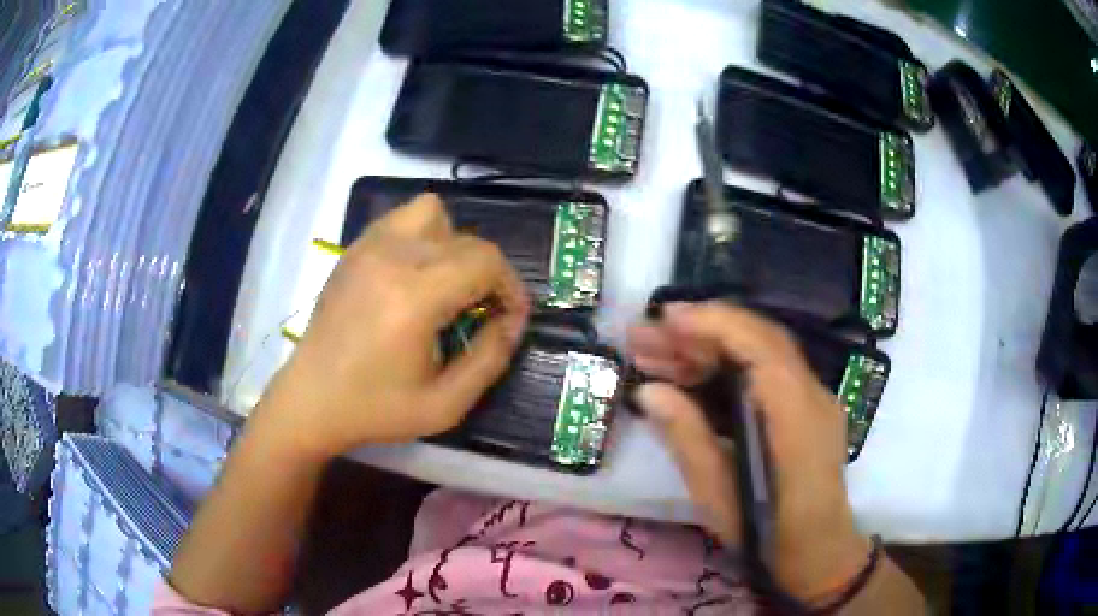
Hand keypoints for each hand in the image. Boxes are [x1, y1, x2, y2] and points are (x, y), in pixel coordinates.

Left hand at [255, 194, 529, 458]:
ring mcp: (368, 246)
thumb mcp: (445, 404)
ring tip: (446, 284)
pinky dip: (422, 236)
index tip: (510, 318)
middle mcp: (393, 257)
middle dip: (488, 273)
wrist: (311, 399)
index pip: (486, 261)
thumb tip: (513, 322)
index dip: (511, 287)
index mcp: (415, 296)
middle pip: (467, 239)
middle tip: (481, 312)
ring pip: (433, 213)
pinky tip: (415, 275)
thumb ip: (490, 359)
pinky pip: (401, 218)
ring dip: (453, 244)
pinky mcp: (354, 248)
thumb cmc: (376, 408)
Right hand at [628, 302, 869, 601]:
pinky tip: (687, 375)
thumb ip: (687, 436)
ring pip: (759, 354)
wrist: (817, 553)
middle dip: (699, 331)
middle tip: (643, 335)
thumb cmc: (767, 535)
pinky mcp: (804, 408)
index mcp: (797, 416)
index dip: (713, 323)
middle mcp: (812, 394)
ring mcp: (813, 399)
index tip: (665, 318)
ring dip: (707, 348)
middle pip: (758, 341)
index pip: (761, 346)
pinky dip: (726, 368)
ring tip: (652, 353)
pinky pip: (765, 374)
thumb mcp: (718, 494)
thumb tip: (649, 390)